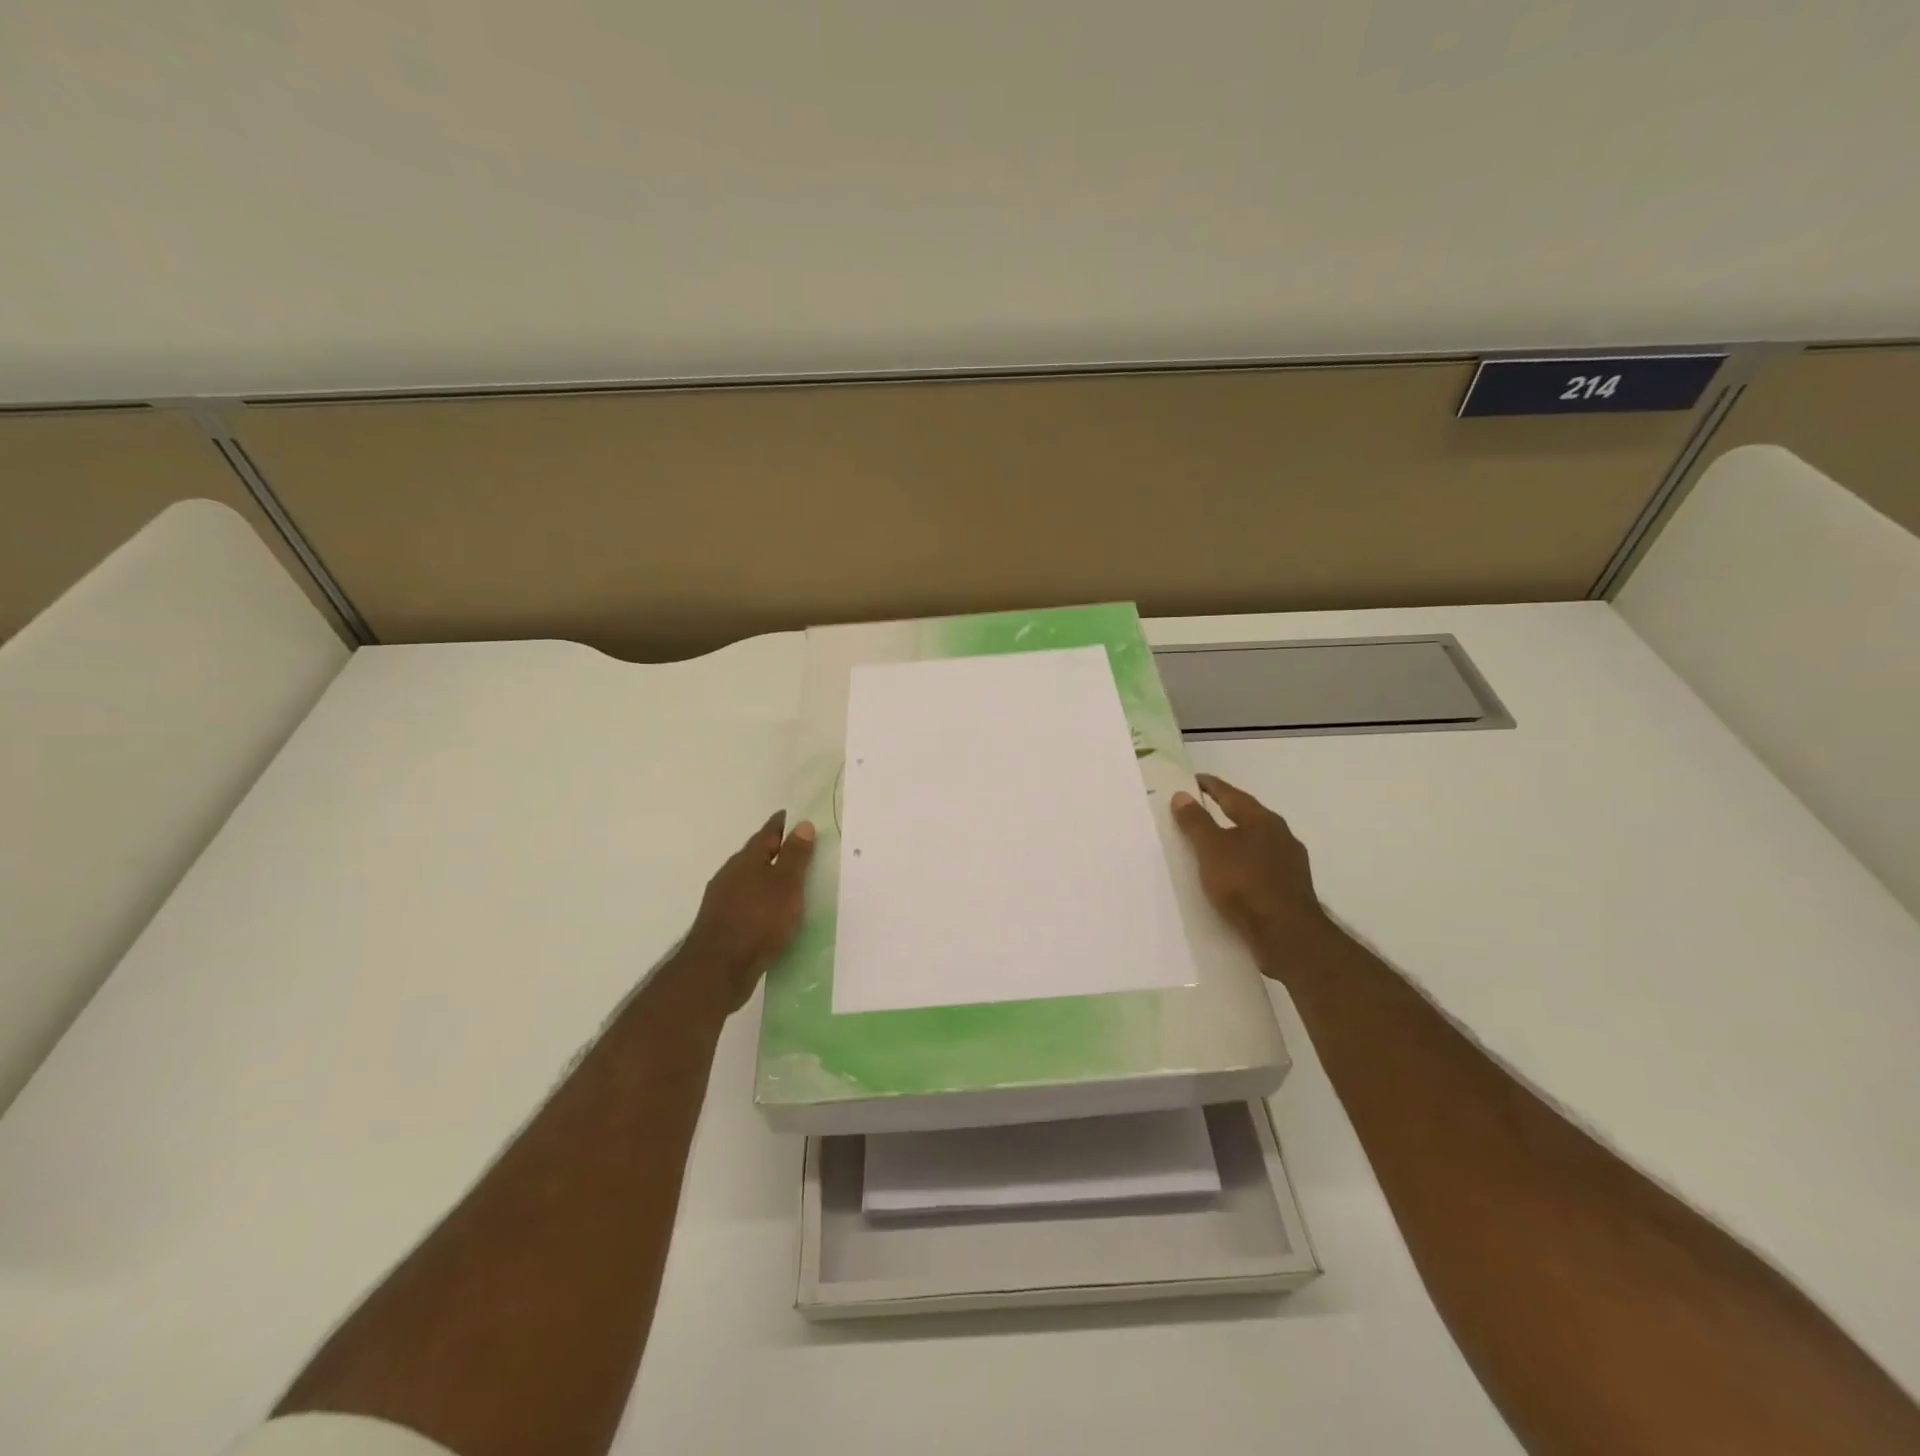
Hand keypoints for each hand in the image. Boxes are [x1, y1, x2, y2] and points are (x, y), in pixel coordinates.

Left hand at [676, 812, 815, 1013]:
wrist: (718, 970)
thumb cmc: (758, 921)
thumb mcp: (785, 885)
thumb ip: (795, 856)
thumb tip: (802, 824)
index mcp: (747, 860)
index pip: (767, 833)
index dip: (783, 824)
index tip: (796, 817)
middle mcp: (731, 875)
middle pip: (757, 856)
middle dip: (777, 851)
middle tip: (802, 849)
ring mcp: (723, 901)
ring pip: (751, 881)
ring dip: (769, 879)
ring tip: (792, 883)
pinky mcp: (723, 925)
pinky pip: (748, 903)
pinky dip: (763, 902)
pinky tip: (775, 914)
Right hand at [1170, 774, 1330, 967]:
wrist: (1287, 935)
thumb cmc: (1245, 884)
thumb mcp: (1211, 849)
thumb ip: (1196, 822)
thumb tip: (1182, 795)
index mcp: (1263, 820)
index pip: (1231, 795)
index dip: (1211, 786)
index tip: (1194, 780)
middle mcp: (1281, 835)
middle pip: (1247, 816)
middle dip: (1224, 812)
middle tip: (1199, 811)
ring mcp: (1290, 863)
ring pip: (1255, 843)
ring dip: (1234, 840)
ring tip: (1212, 846)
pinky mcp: (1290, 888)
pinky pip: (1260, 866)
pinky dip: (1242, 864)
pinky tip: (1232, 876)